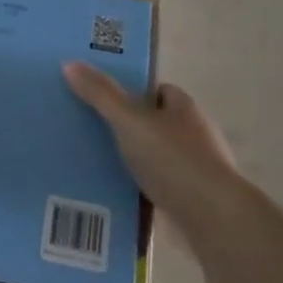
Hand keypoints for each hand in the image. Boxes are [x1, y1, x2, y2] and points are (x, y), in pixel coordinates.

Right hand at [63, 64, 245, 229]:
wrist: (213, 219)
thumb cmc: (174, 160)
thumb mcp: (129, 121)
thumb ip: (101, 94)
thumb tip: (69, 63)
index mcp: (184, 109)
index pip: (159, 91)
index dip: (133, 92)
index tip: (101, 98)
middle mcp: (193, 135)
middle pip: (155, 124)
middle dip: (127, 127)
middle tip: (87, 130)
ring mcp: (194, 170)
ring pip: (154, 158)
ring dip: (131, 161)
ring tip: (91, 163)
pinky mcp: (190, 201)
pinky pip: (155, 188)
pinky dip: (137, 191)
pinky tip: (111, 195)